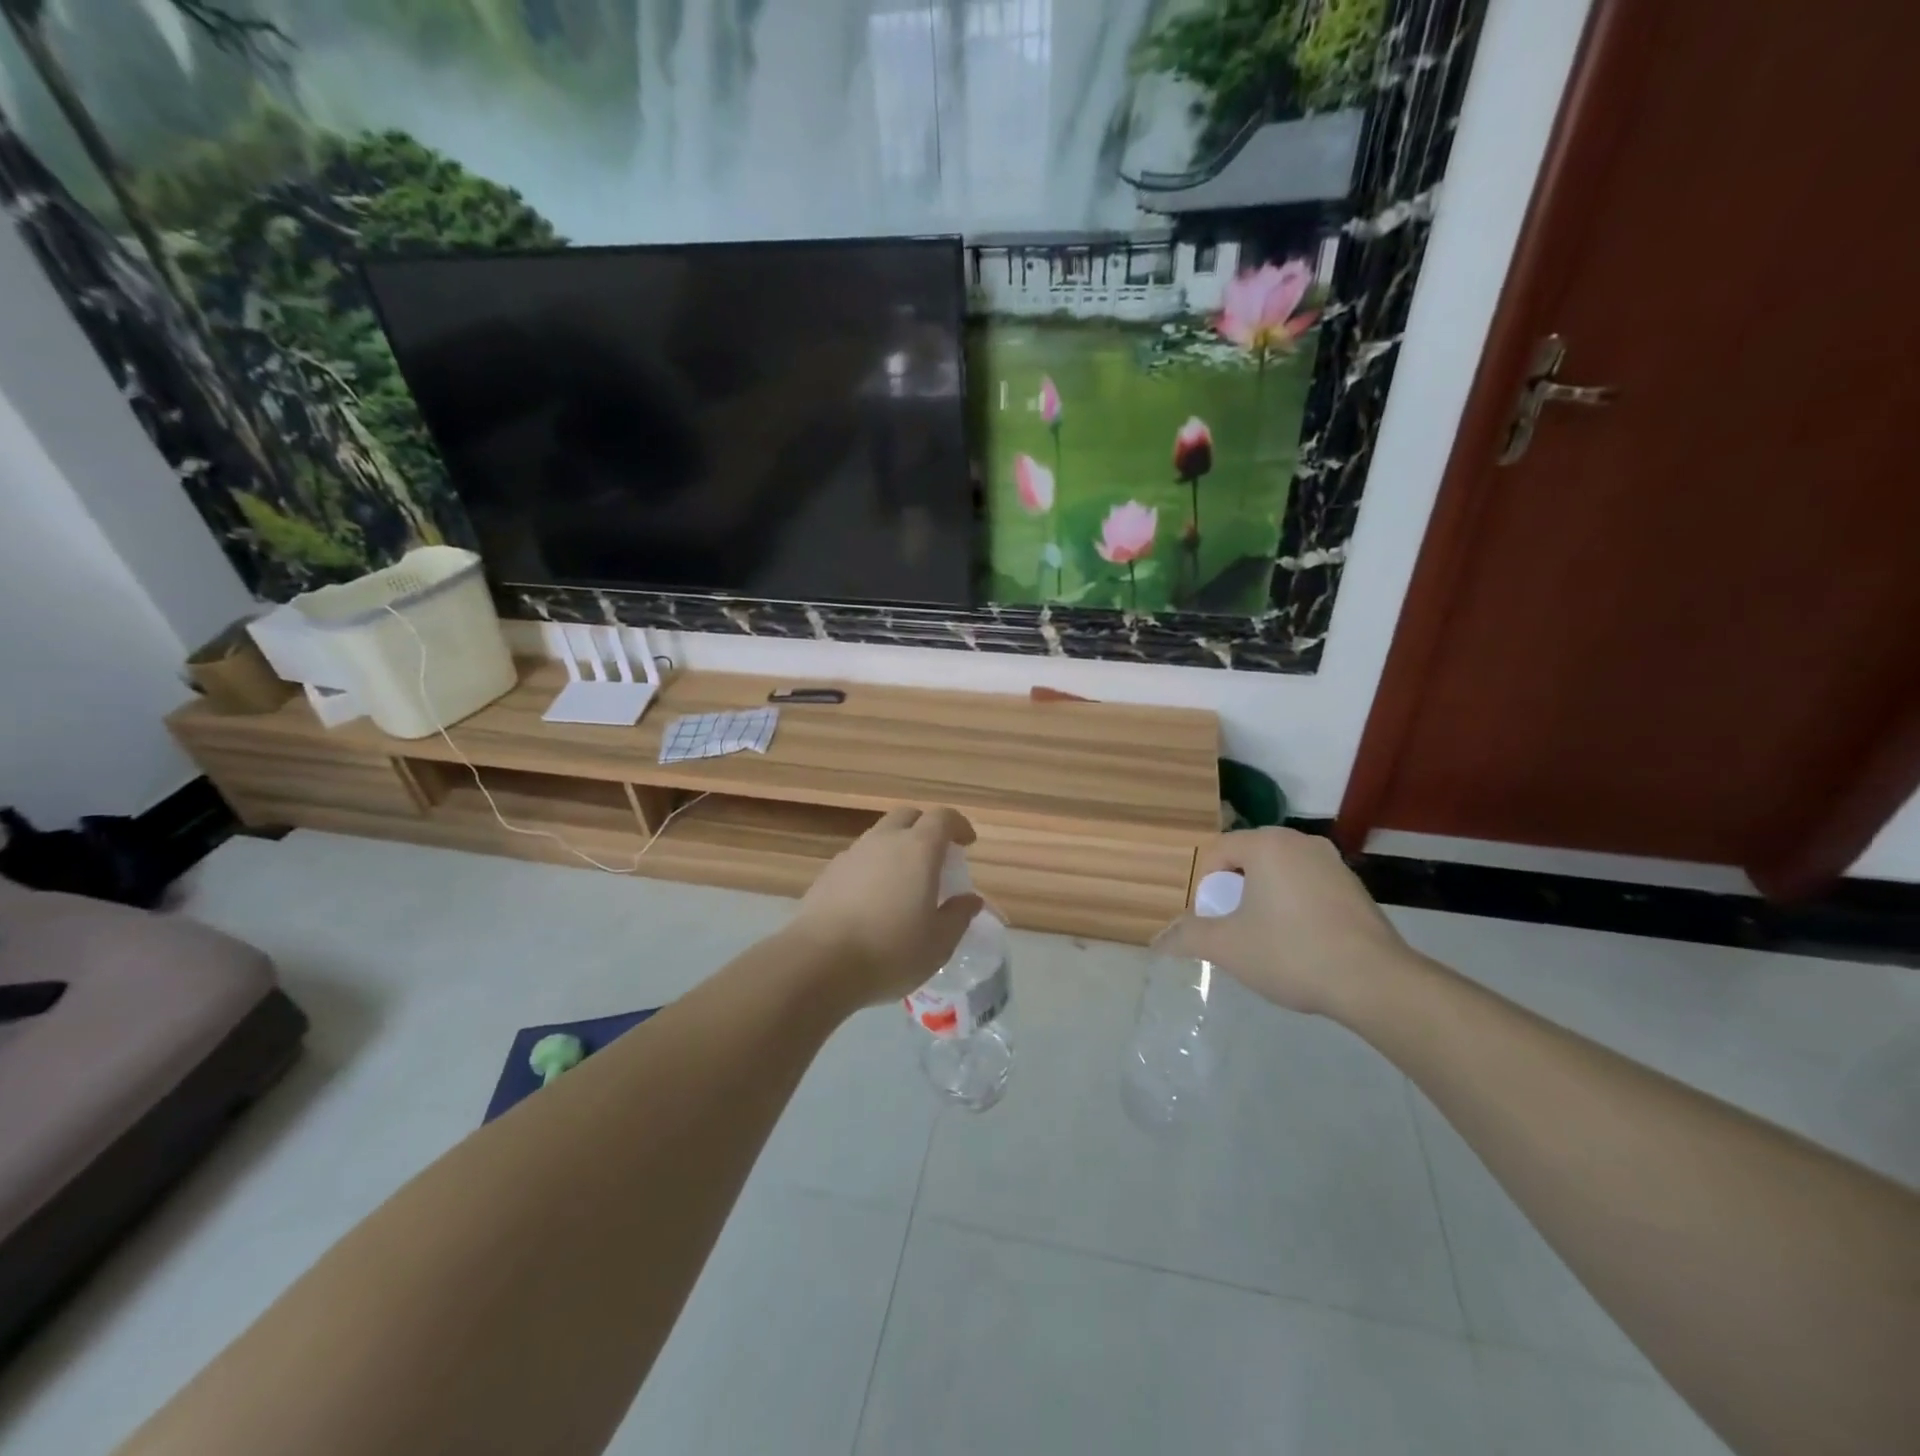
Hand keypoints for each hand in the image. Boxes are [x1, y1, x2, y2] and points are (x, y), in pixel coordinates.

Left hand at [787, 806, 984, 1007]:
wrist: (818, 963)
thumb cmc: (890, 950)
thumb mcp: (938, 943)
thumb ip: (958, 916)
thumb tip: (970, 899)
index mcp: (918, 849)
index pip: (943, 818)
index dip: (958, 826)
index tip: (967, 844)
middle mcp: (884, 840)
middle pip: (907, 816)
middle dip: (925, 829)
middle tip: (935, 858)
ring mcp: (852, 854)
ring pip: (880, 836)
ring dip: (896, 848)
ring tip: (904, 882)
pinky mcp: (828, 873)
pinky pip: (859, 859)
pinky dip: (873, 868)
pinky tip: (872, 900)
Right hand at [1155, 828, 1414, 1019]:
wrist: (1374, 982)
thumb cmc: (1290, 952)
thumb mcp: (1227, 947)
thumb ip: (1188, 937)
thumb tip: (1158, 941)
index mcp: (1266, 843)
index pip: (1216, 853)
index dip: (1204, 888)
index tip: (1211, 922)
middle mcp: (1300, 841)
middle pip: (1247, 861)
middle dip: (1233, 894)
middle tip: (1233, 931)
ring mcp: (1333, 863)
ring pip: (1279, 875)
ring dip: (1263, 901)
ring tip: (1265, 940)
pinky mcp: (1355, 888)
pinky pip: (1307, 888)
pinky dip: (1293, 908)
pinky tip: (1299, 945)